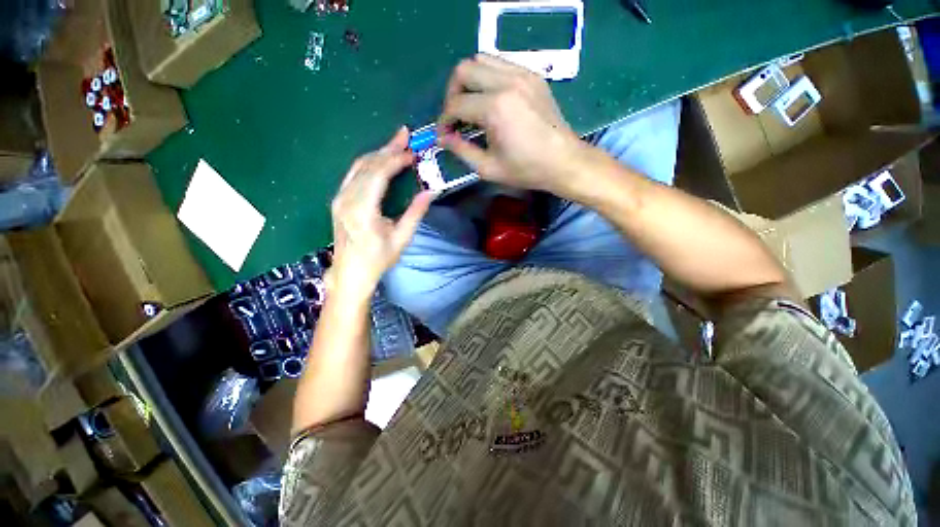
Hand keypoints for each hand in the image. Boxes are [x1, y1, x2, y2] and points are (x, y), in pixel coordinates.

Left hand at [330, 128, 434, 299]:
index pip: (378, 174)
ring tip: (396, 143)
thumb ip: (416, 213)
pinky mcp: (338, 200)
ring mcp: (339, 198)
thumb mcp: (402, 239)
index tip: (412, 152)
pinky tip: (380, 159)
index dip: (395, 159)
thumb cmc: (378, 259)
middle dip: (388, 149)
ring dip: (378, 153)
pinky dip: (369, 163)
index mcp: (362, 211)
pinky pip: (353, 174)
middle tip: (405, 135)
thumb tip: (431, 191)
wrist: (350, 273)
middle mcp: (347, 199)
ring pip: (358, 166)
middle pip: (367, 165)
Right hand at [438, 54, 588, 197]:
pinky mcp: (533, 76)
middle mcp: (506, 82)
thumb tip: (443, 139)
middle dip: (452, 94)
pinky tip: (490, 98)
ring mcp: (522, 75)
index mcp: (495, 108)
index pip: (456, 104)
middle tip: (455, 117)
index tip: (444, 135)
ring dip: (469, 81)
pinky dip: (488, 76)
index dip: (444, 120)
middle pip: (463, 70)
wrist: (563, 161)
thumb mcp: (488, 168)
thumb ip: (461, 150)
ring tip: (471, 105)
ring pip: (481, 60)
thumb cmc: (526, 170)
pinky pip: (501, 64)